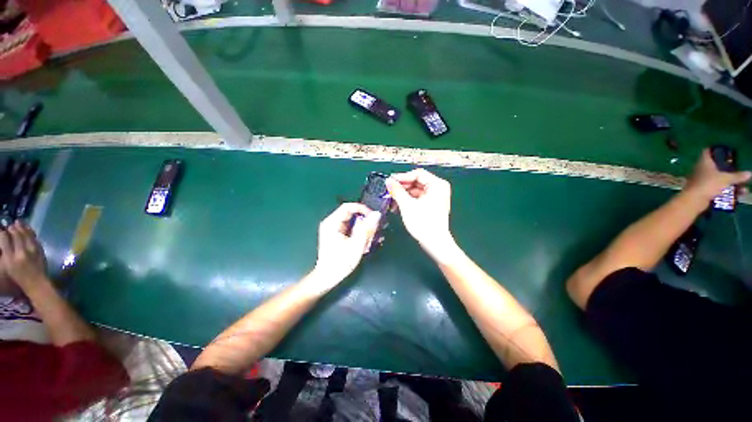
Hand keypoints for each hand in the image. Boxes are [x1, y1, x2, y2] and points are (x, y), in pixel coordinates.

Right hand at [0, 221, 47, 289]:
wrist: (37, 283)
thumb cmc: (20, 276)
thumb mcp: (8, 265)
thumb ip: (6, 252)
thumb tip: (4, 240)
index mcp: (10, 258)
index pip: (5, 239)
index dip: (3, 232)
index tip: (2, 229)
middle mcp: (21, 253)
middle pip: (16, 235)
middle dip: (13, 228)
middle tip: (10, 224)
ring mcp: (32, 251)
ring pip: (26, 235)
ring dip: (22, 227)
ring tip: (18, 222)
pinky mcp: (40, 251)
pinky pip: (34, 238)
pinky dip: (30, 232)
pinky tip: (27, 228)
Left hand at [313, 203, 380, 286]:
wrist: (327, 278)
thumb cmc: (340, 262)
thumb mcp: (356, 245)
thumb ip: (367, 228)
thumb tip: (376, 214)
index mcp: (332, 223)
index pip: (348, 207)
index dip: (362, 209)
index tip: (373, 217)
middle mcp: (332, 223)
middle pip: (352, 215)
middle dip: (364, 223)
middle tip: (373, 233)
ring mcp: (334, 229)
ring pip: (353, 223)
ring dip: (363, 231)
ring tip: (369, 242)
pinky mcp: (337, 235)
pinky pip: (351, 230)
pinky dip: (359, 235)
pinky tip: (364, 245)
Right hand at [385, 169, 455, 259]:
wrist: (435, 243)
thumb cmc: (423, 222)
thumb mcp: (407, 205)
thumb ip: (397, 191)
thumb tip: (388, 181)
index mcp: (437, 185)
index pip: (417, 174)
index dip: (402, 177)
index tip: (390, 182)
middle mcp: (438, 188)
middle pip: (417, 182)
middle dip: (402, 187)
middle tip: (389, 191)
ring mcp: (436, 197)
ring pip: (416, 191)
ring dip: (403, 195)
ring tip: (391, 201)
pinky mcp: (432, 205)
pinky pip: (418, 198)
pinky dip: (408, 201)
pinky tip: (398, 206)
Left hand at [684, 148, 750, 201]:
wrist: (694, 199)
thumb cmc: (709, 184)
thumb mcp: (725, 179)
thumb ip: (737, 176)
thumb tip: (750, 173)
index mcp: (704, 161)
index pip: (707, 151)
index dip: (714, 149)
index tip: (723, 150)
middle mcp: (700, 168)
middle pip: (714, 165)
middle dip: (726, 167)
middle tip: (737, 168)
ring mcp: (700, 179)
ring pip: (716, 177)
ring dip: (728, 181)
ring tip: (742, 186)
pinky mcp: (701, 189)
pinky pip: (715, 187)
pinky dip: (725, 190)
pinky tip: (737, 194)